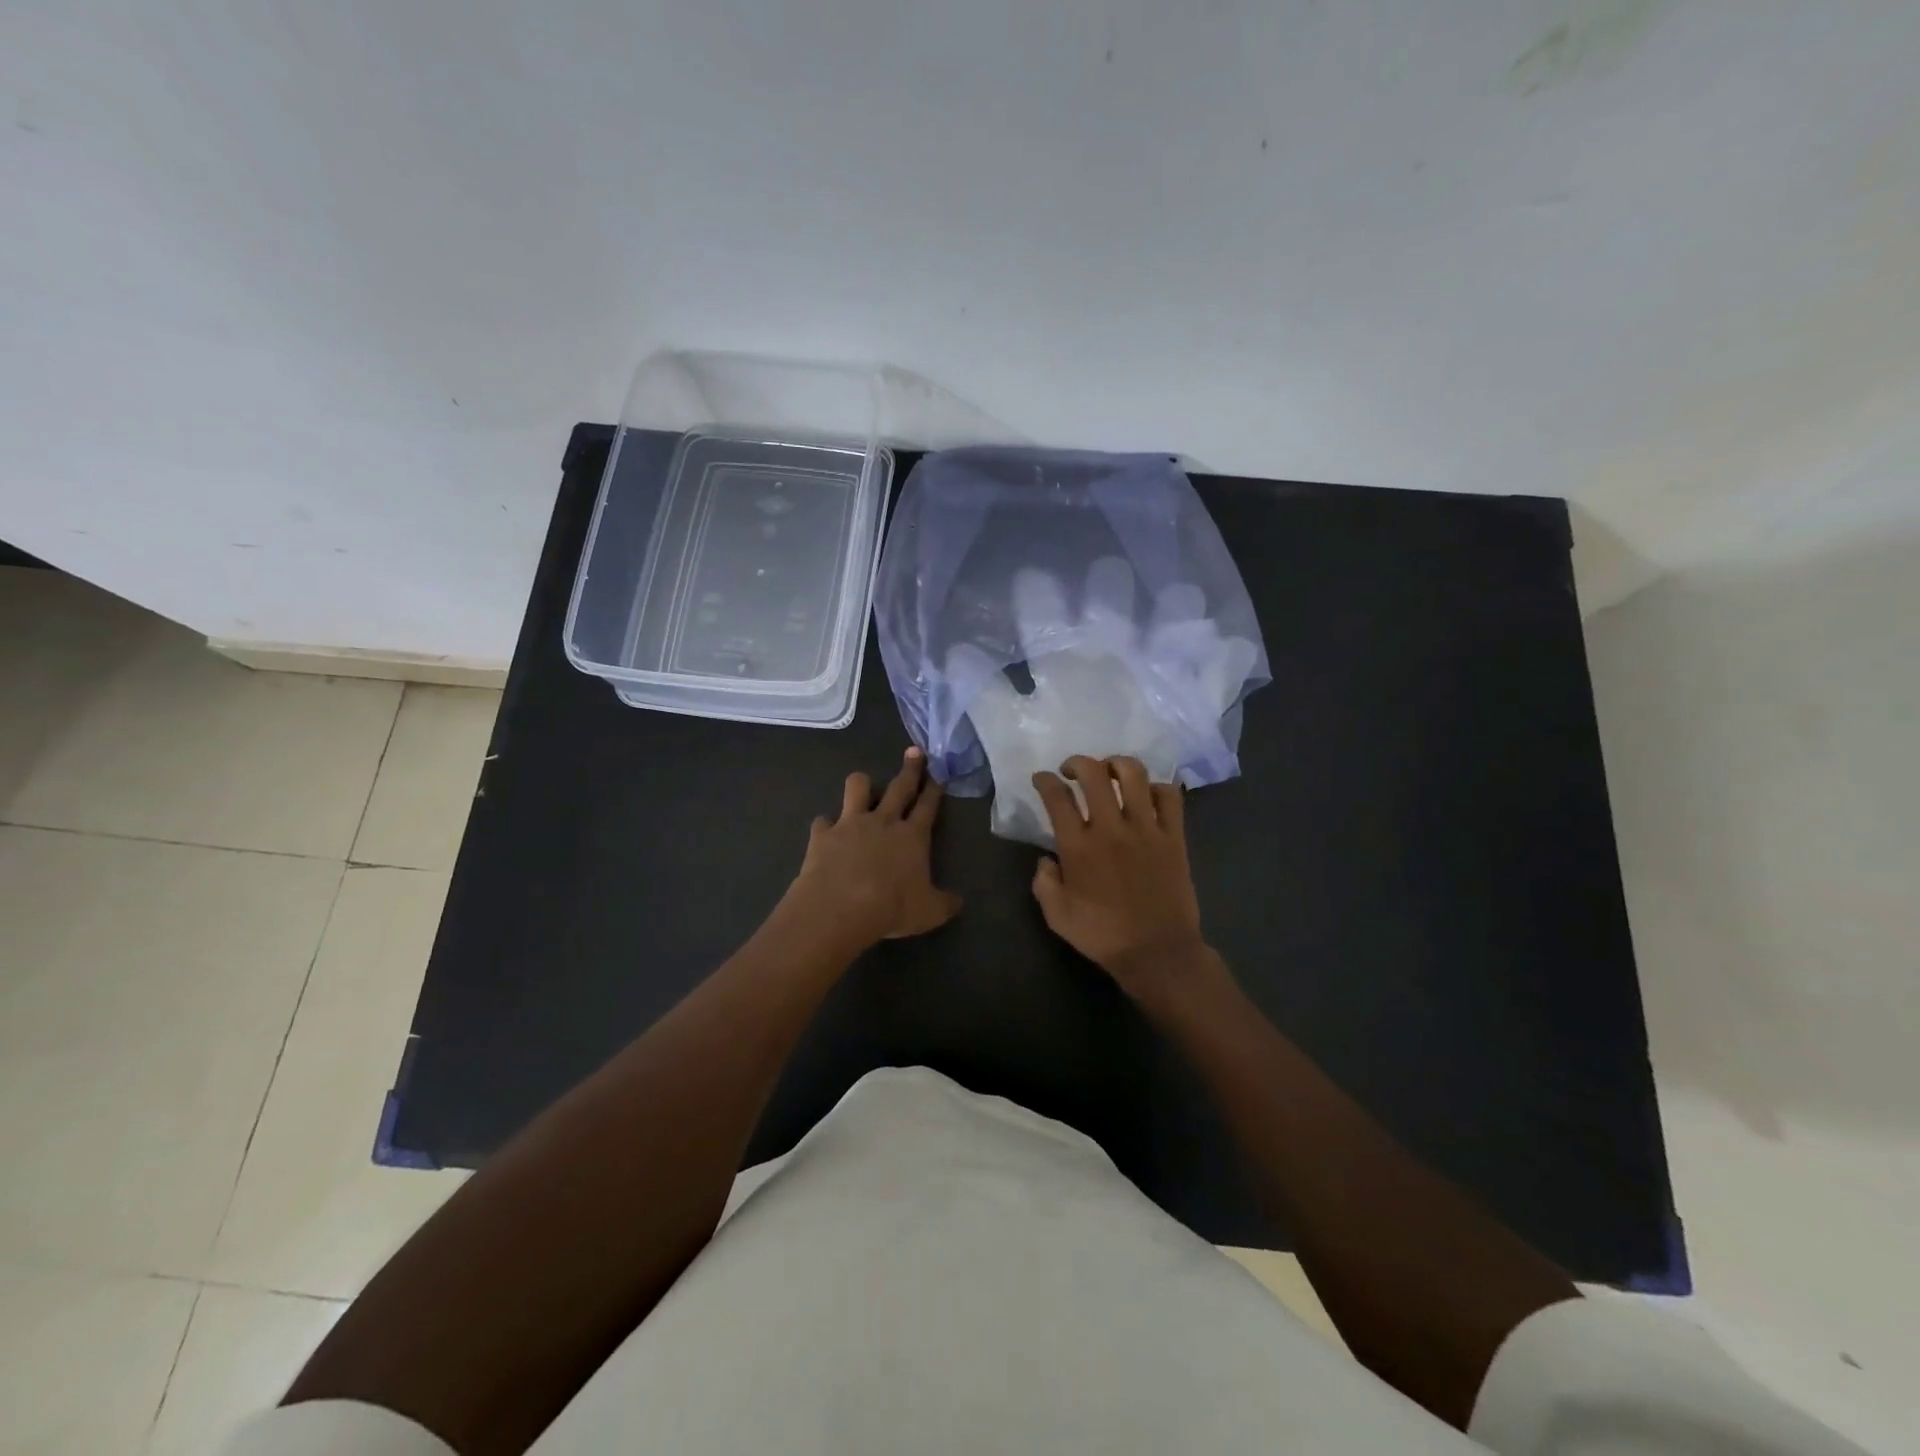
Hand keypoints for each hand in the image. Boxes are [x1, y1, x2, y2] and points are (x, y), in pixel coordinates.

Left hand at [787, 747, 961, 949]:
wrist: (840, 908)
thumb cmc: (891, 908)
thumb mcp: (929, 912)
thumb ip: (944, 903)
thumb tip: (958, 902)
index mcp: (912, 836)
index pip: (928, 805)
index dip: (934, 788)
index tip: (938, 772)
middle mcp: (883, 821)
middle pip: (900, 786)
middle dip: (910, 768)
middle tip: (914, 751)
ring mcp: (850, 824)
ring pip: (858, 788)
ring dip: (862, 784)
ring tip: (863, 786)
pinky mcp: (823, 834)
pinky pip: (822, 821)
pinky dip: (825, 826)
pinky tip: (826, 832)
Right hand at [1030, 756, 1222, 1001]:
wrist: (1157, 952)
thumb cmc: (1102, 935)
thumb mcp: (1056, 915)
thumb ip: (1043, 881)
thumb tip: (1047, 859)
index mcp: (1078, 846)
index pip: (1056, 797)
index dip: (1045, 780)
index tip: (1042, 779)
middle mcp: (1111, 828)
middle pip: (1093, 773)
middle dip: (1078, 762)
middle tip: (1072, 770)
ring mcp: (1146, 829)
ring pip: (1134, 775)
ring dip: (1117, 764)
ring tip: (1110, 771)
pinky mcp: (1174, 836)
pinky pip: (1170, 796)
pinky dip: (1157, 787)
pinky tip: (1148, 794)